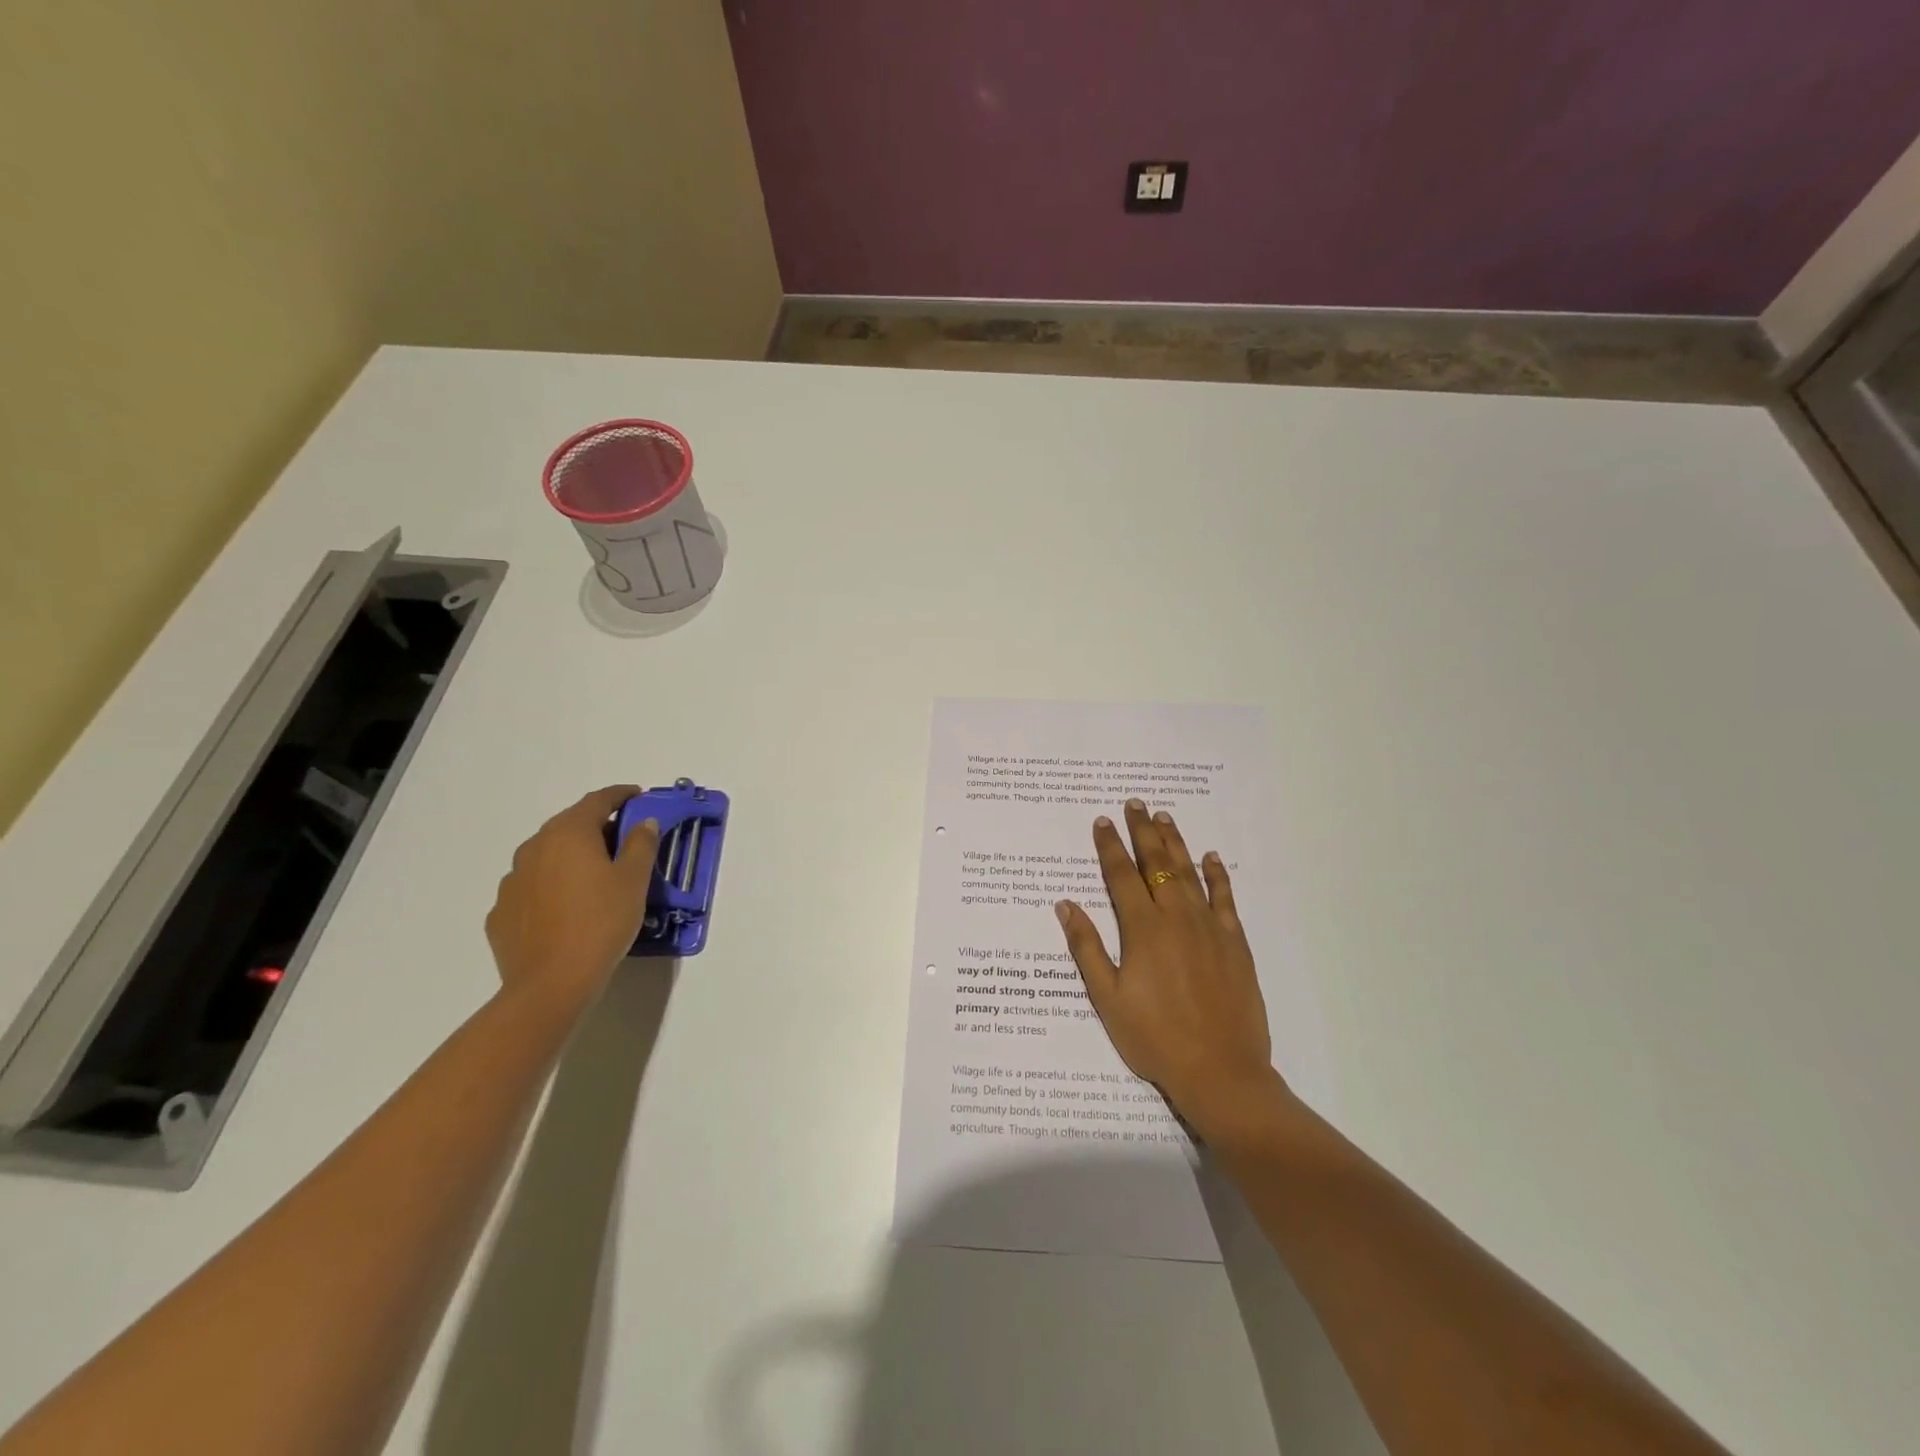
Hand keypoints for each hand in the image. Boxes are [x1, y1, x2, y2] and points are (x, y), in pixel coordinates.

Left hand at [485, 786, 659, 1013]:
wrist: (550, 984)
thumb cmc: (601, 923)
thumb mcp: (634, 881)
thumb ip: (641, 844)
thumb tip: (642, 822)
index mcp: (569, 833)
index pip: (597, 800)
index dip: (621, 795)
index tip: (638, 796)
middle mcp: (534, 847)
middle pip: (570, 825)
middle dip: (598, 826)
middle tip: (624, 840)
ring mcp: (512, 880)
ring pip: (548, 856)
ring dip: (572, 857)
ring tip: (595, 878)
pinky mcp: (501, 912)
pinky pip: (532, 887)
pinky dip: (552, 887)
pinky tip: (567, 908)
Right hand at [1055, 800, 1283, 1139]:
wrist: (1220, 1071)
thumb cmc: (1154, 1038)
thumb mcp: (1107, 998)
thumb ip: (1087, 947)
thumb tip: (1065, 904)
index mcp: (1142, 929)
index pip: (1121, 876)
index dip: (1110, 846)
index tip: (1103, 821)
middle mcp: (1176, 917)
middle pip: (1156, 864)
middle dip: (1143, 832)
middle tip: (1136, 804)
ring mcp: (1209, 927)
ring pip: (1189, 873)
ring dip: (1175, 843)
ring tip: (1165, 817)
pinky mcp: (1235, 943)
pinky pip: (1225, 898)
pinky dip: (1217, 875)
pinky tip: (1211, 858)